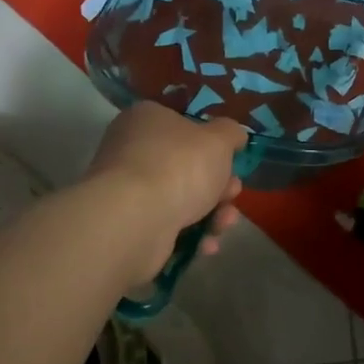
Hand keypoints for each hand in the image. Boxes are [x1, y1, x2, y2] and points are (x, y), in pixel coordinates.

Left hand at [84, 103, 245, 282]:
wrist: (136, 220)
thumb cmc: (179, 167)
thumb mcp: (219, 139)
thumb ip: (231, 133)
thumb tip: (234, 135)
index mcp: (146, 120)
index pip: (183, 125)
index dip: (212, 145)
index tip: (232, 161)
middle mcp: (132, 151)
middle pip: (186, 167)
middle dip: (218, 186)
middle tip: (232, 194)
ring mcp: (128, 191)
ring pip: (181, 200)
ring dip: (211, 214)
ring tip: (224, 224)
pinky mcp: (130, 226)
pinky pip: (168, 227)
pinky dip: (191, 236)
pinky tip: (207, 244)